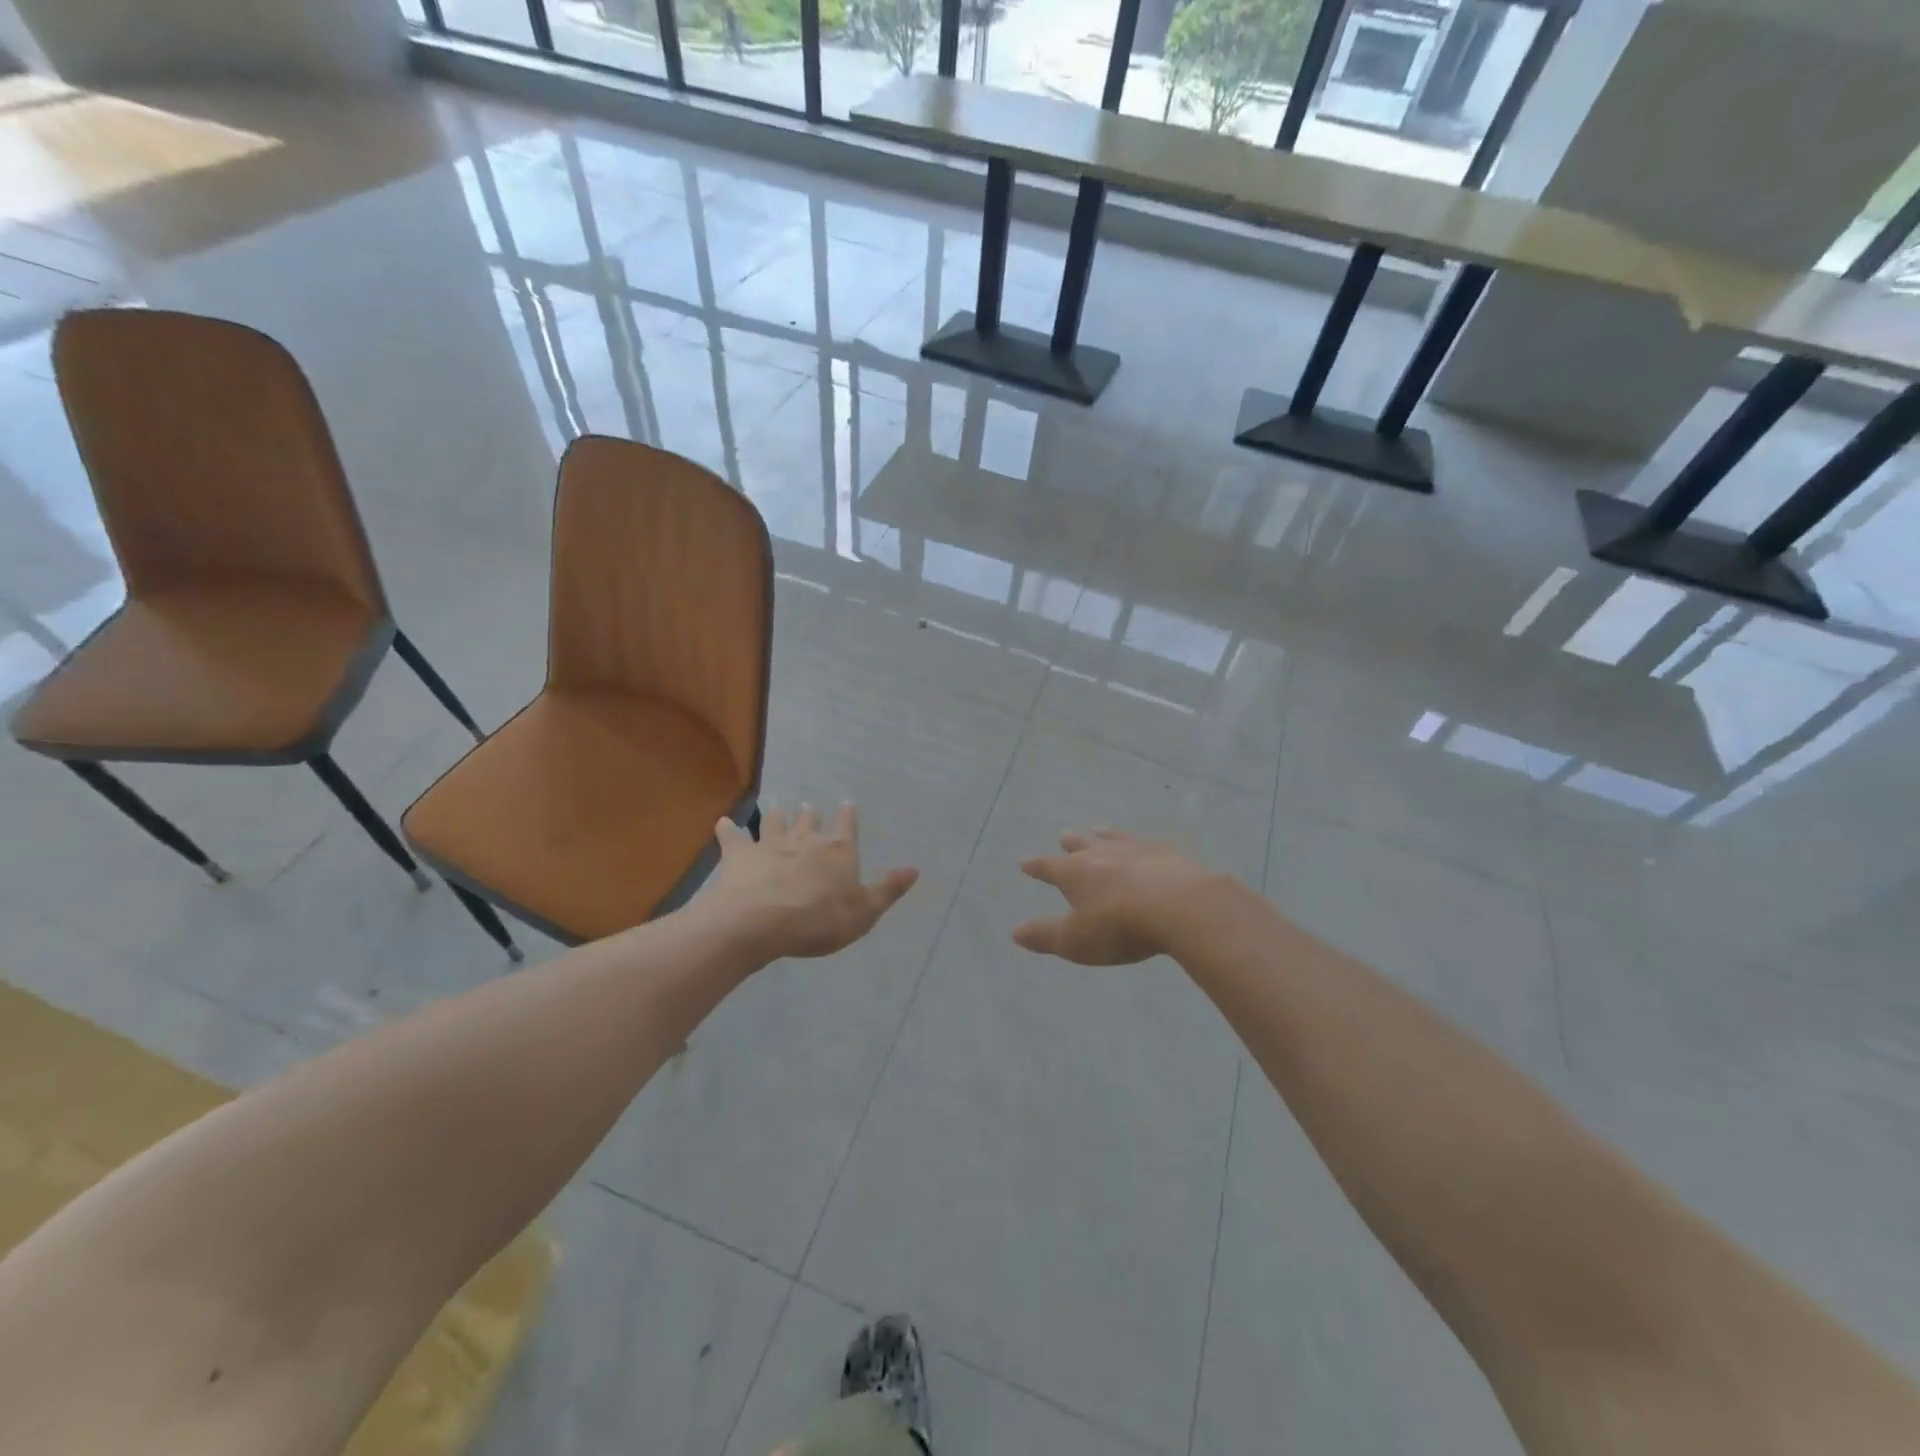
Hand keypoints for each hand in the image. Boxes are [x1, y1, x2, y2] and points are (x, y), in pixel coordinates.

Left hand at [711, 803, 918, 959]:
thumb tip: (915, 869)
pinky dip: (729, 830)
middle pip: (810, 820)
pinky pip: (733, 837)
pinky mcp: (740, 854)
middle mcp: (805, 839)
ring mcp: (770, 843)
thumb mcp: (864, 911)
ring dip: (777, 814)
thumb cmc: (819, 919)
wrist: (761, 921)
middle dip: (811, 814)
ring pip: (775, 822)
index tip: (847, 803)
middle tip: (809, 806)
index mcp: (838, 850)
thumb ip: (888, 889)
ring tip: (776, 805)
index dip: (848, 815)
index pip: (847, 826)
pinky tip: (724, 823)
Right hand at [1012, 828, 1220, 965]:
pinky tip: (1148, 846)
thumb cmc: (1119, 926)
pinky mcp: (1168, 853)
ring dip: (1105, 835)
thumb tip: (1015, 932)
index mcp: (1074, 872)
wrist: (1180, 906)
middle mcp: (1101, 854)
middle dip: (1071, 843)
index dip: (1035, 867)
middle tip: (1064, 836)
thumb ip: (1045, 935)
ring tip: (1100, 829)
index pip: (1048, 867)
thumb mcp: (1075, 940)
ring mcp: (1136, 849)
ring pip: (1114, 838)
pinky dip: (1142, 844)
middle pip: (1081, 845)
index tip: (1024, 863)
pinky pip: (1148, 843)